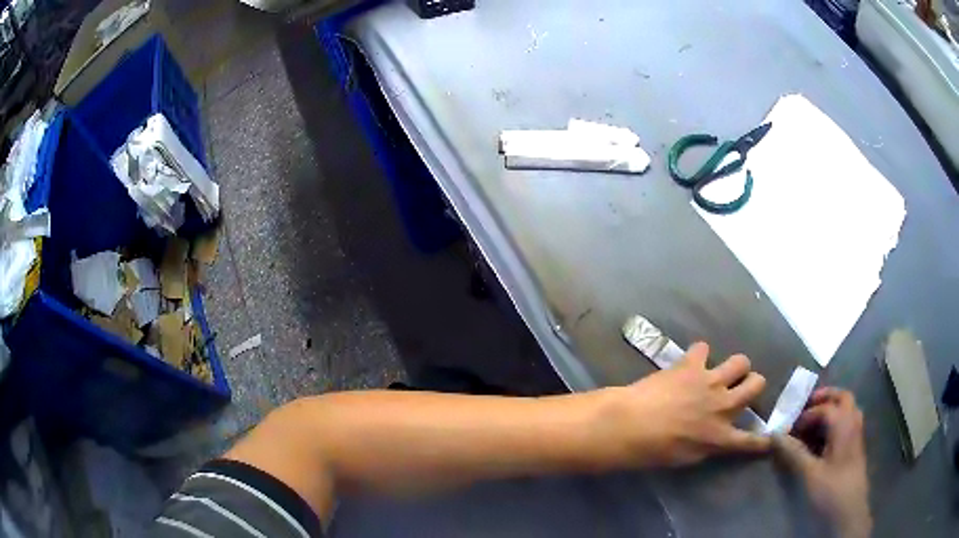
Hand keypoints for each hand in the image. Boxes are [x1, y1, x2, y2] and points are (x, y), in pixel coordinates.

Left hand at [604, 342, 769, 466]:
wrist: (631, 425)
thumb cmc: (654, 451)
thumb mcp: (686, 458)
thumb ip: (707, 446)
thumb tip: (714, 438)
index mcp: (721, 437)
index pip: (750, 441)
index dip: (763, 440)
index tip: (771, 438)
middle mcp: (724, 406)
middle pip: (757, 384)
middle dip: (754, 384)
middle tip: (743, 387)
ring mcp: (710, 382)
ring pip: (741, 361)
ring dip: (735, 366)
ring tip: (724, 371)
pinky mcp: (692, 365)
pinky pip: (703, 348)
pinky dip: (699, 354)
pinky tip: (691, 360)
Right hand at [772, 388, 871, 537]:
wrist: (849, 510)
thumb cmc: (830, 489)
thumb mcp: (810, 473)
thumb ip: (794, 453)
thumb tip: (775, 435)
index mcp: (844, 424)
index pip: (824, 408)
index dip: (805, 415)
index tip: (789, 429)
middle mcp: (853, 422)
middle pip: (842, 398)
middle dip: (824, 398)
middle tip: (806, 407)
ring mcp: (857, 434)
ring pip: (847, 409)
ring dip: (831, 409)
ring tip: (813, 423)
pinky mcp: (855, 446)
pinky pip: (847, 423)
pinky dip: (835, 422)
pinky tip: (823, 440)